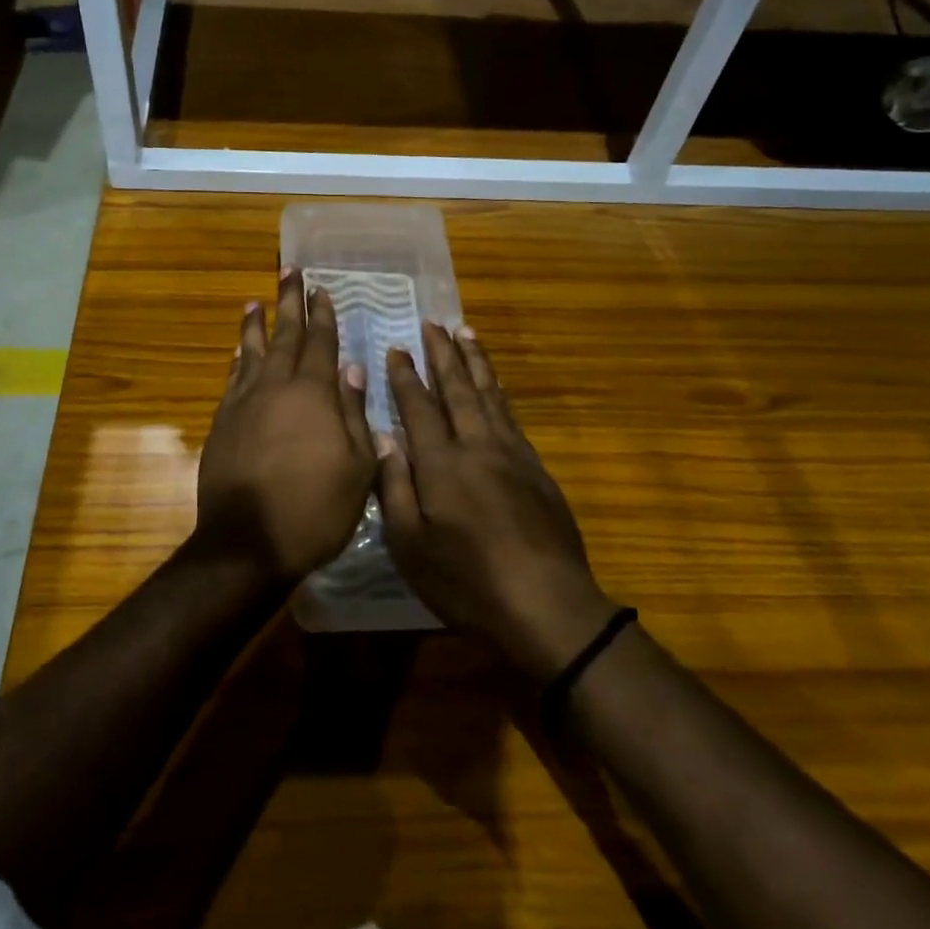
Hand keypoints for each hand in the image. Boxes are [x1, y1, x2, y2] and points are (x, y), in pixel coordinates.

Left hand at [195, 269, 377, 582]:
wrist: (248, 542)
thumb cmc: (315, 509)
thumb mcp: (357, 468)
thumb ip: (354, 414)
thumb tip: (353, 369)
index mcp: (315, 394)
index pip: (321, 344)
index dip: (323, 315)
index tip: (322, 289)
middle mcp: (277, 387)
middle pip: (285, 335)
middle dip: (289, 303)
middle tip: (289, 271)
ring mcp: (244, 403)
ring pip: (252, 351)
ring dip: (256, 324)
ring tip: (257, 301)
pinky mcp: (222, 422)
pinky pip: (232, 378)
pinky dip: (237, 359)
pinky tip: (238, 351)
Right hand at [380, 324, 617, 681]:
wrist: (547, 605)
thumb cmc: (467, 581)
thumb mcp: (411, 545)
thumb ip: (394, 486)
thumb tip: (383, 438)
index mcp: (441, 463)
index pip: (419, 407)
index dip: (406, 377)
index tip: (397, 348)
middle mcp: (476, 446)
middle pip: (457, 389)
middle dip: (443, 354)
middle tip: (433, 323)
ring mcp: (511, 454)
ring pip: (489, 395)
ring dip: (475, 362)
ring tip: (466, 333)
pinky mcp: (535, 468)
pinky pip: (511, 415)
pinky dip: (498, 391)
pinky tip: (494, 385)